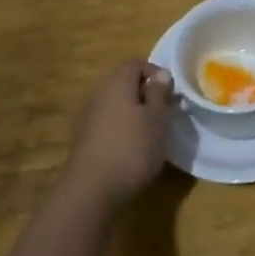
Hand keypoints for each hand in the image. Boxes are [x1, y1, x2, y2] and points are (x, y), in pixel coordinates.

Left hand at [60, 59, 173, 213]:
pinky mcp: (84, 140)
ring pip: (115, 104)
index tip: (171, 93)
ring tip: (150, 133)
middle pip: (124, 83)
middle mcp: (99, 94)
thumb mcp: (157, 119)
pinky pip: (107, 123)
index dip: (155, 72)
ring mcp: (88, 117)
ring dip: (133, 113)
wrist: (91, 192)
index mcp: (117, 83)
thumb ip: (159, 93)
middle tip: (163, 112)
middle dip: (145, 93)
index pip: (136, 63)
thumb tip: (161, 73)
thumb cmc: (132, 149)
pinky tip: (131, 149)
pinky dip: (121, 129)